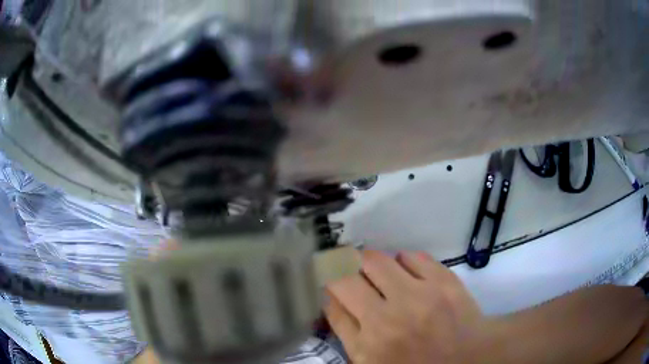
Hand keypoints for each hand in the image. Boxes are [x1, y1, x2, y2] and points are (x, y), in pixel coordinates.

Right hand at [324, 250, 487, 363]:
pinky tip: (405, 271)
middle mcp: (389, 318)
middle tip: (346, 270)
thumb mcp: (370, 361)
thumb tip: (330, 296)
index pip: (331, 303)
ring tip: (376, 273)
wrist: (469, 356)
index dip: (323, 284)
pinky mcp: (444, 281)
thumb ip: (347, 332)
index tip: (323, 274)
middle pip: (346, 275)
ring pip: (375, 260)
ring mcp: (420, 296)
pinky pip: (411, 256)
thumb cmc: (415, 363)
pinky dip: (402, 261)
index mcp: (368, 344)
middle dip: (339, 268)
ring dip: (368, 263)